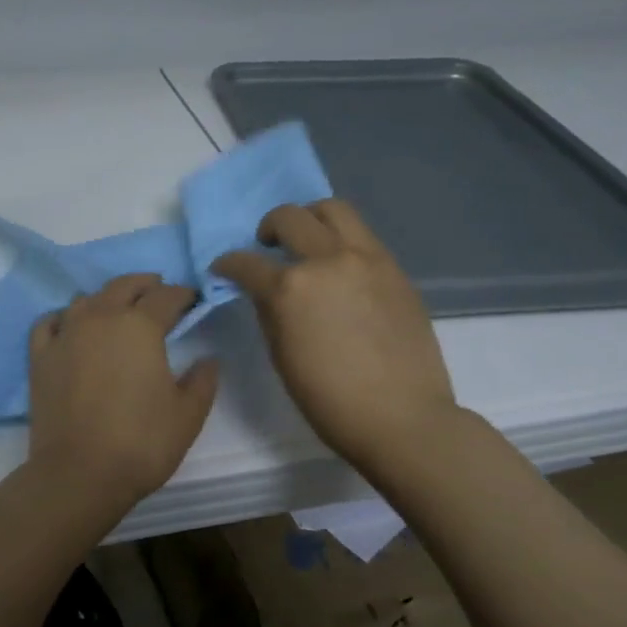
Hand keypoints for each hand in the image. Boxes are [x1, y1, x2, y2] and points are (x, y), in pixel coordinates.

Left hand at [26, 274, 218, 508]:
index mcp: (140, 326)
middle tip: (158, 290)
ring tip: (117, 309)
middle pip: (123, 286)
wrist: (79, 473)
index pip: (166, 297)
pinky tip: (70, 326)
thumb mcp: (187, 415)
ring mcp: (65, 334)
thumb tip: (208, 359)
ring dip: (106, 298)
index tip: (192, 299)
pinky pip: (50, 323)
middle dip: (145, 284)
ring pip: (86, 300)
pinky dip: (63, 318)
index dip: (183, 294)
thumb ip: (202, 381)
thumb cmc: (141, 443)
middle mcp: (101, 318)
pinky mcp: (40, 356)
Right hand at [213, 199, 457, 474]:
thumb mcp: (282, 356)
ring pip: (333, 209)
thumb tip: (265, 292)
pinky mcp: (394, 268)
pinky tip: (339, 267)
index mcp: (289, 289)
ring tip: (307, 241)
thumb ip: (270, 313)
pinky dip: (341, 239)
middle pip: (289, 217)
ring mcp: (366, 259)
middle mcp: (326, 261)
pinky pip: (362, 235)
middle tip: (266, 247)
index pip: (246, 263)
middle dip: (268, 228)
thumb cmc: (329, 400)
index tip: (224, 269)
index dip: (228, 264)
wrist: (402, 417)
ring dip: (310, 218)